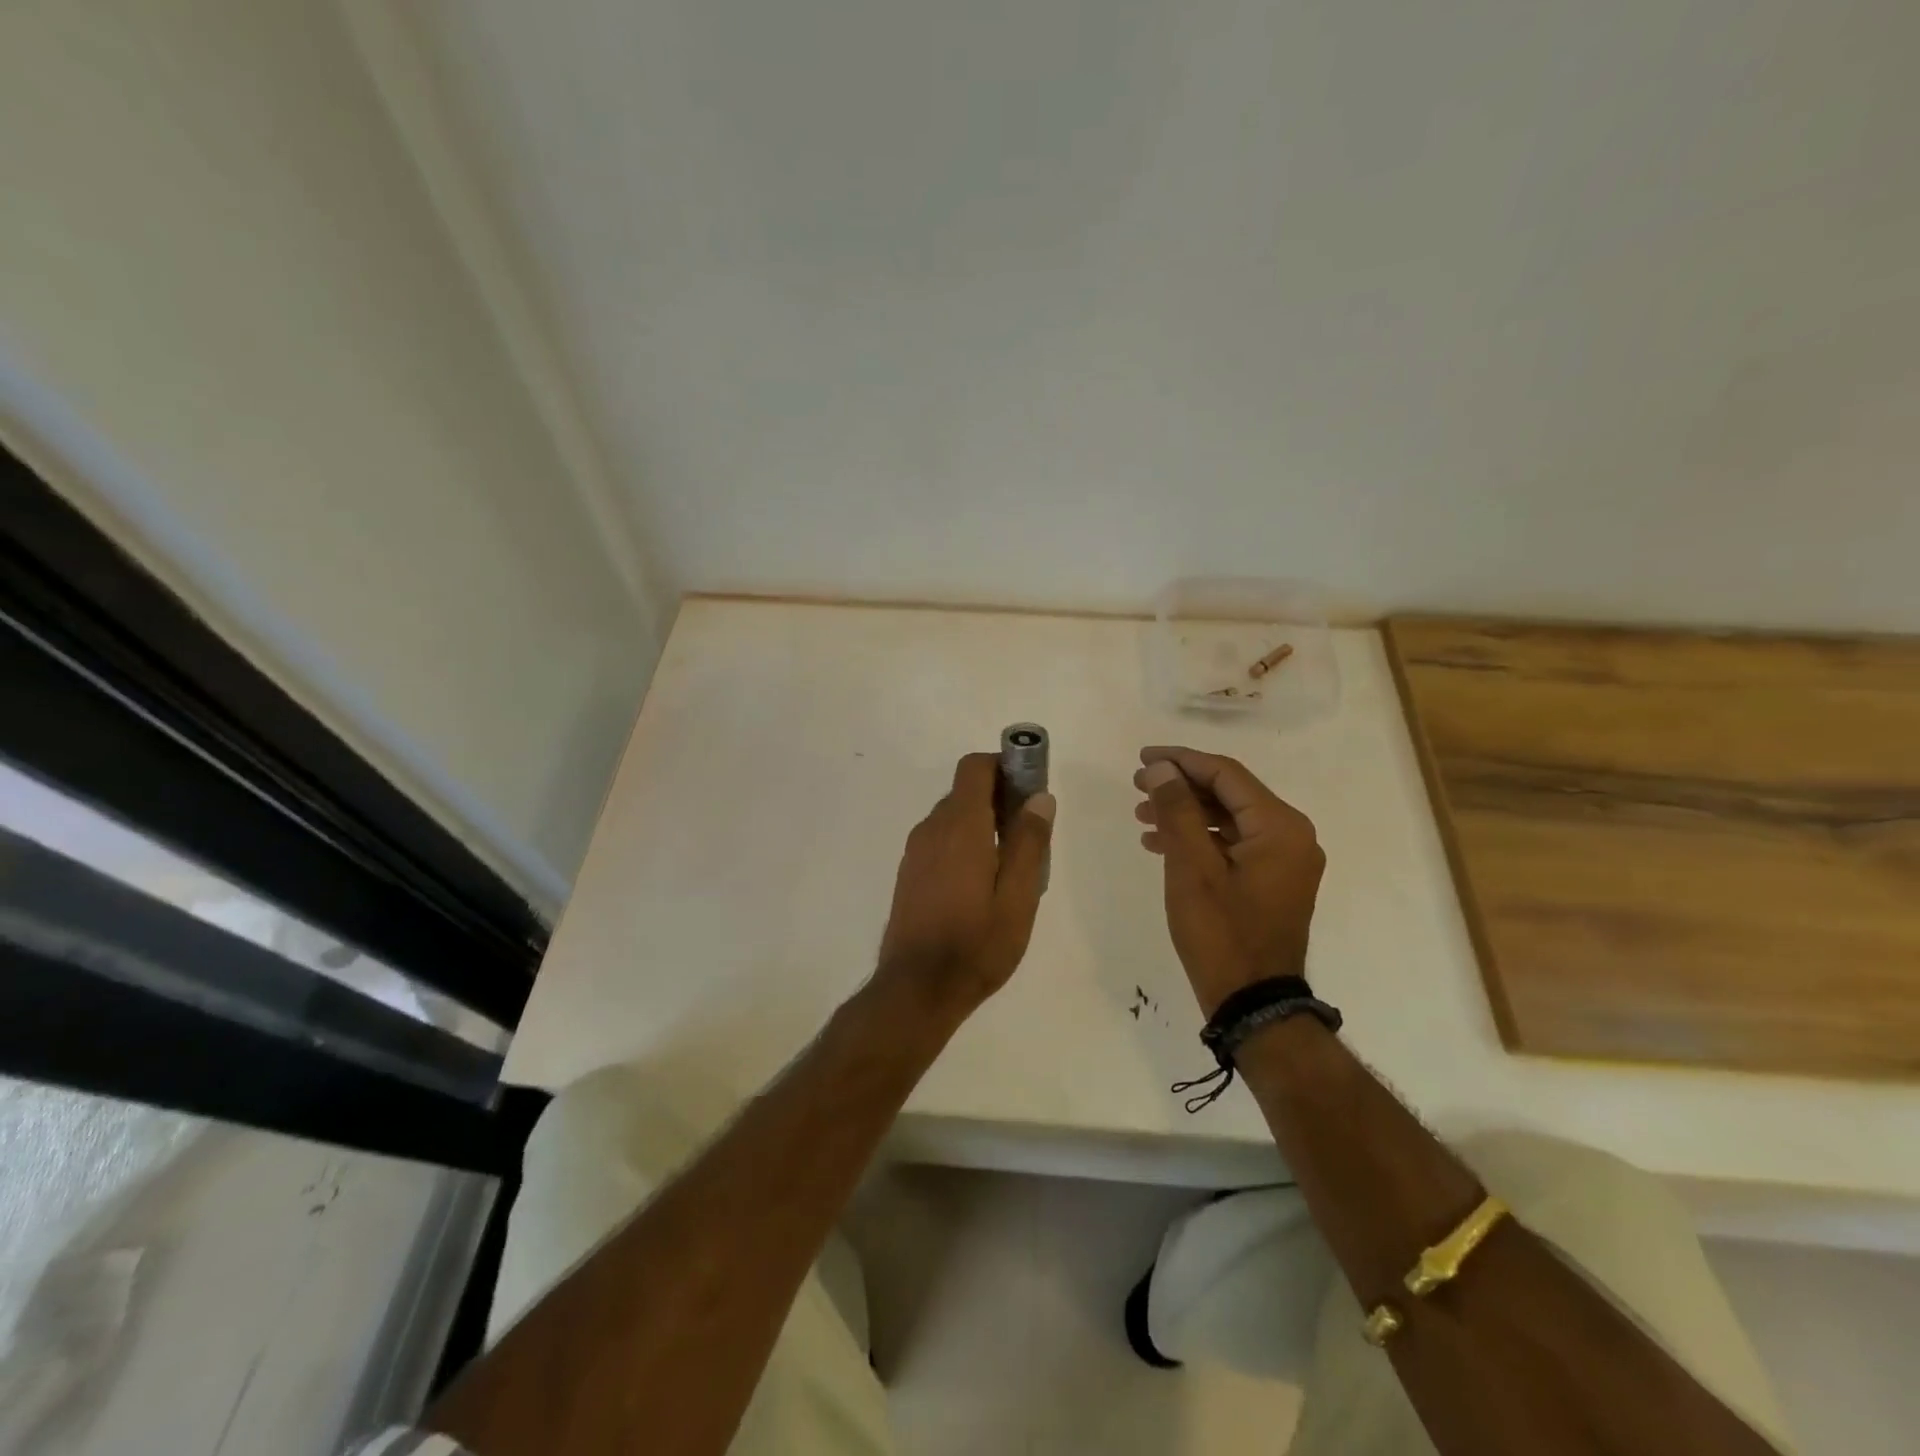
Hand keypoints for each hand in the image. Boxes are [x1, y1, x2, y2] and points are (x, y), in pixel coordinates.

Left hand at [875, 753, 1056, 1022]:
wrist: (917, 989)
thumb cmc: (976, 944)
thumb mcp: (1018, 897)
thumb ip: (1029, 843)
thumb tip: (1040, 797)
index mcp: (960, 827)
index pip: (974, 768)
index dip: (1003, 765)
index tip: (1030, 787)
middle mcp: (932, 829)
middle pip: (965, 791)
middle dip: (999, 797)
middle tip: (1029, 833)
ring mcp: (915, 852)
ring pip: (952, 817)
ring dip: (982, 822)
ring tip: (1010, 864)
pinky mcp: (909, 873)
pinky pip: (940, 840)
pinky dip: (963, 842)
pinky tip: (981, 883)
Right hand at [1133, 746, 1324, 1016]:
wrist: (1253, 1003)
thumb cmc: (1221, 933)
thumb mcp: (1191, 867)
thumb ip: (1177, 810)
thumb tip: (1161, 768)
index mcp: (1280, 826)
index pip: (1226, 774)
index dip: (1181, 760)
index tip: (1142, 757)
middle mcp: (1292, 835)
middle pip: (1230, 793)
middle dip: (1180, 786)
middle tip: (1136, 786)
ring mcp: (1285, 860)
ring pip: (1228, 819)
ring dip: (1186, 813)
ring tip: (1141, 814)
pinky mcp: (1273, 881)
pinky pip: (1233, 844)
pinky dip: (1199, 839)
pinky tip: (1161, 843)